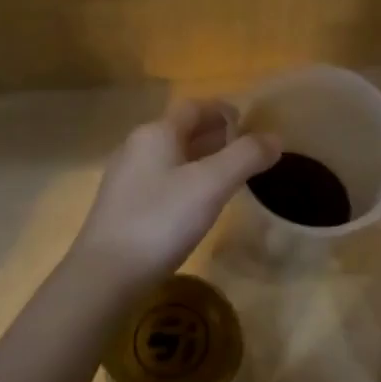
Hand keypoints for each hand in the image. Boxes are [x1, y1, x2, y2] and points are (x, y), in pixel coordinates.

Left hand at [71, 97, 278, 288]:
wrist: (106, 274)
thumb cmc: (161, 220)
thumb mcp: (211, 185)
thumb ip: (245, 157)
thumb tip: (275, 138)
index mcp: (156, 133)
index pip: (193, 107)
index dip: (222, 110)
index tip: (249, 122)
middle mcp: (137, 147)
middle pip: (180, 130)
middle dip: (214, 135)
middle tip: (246, 150)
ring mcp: (126, 178)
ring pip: (171, 157)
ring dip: (201, 158)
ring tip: (229, 175)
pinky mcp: (123, 206)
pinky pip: (162, 180)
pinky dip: (186, 180)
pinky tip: (198, 203)